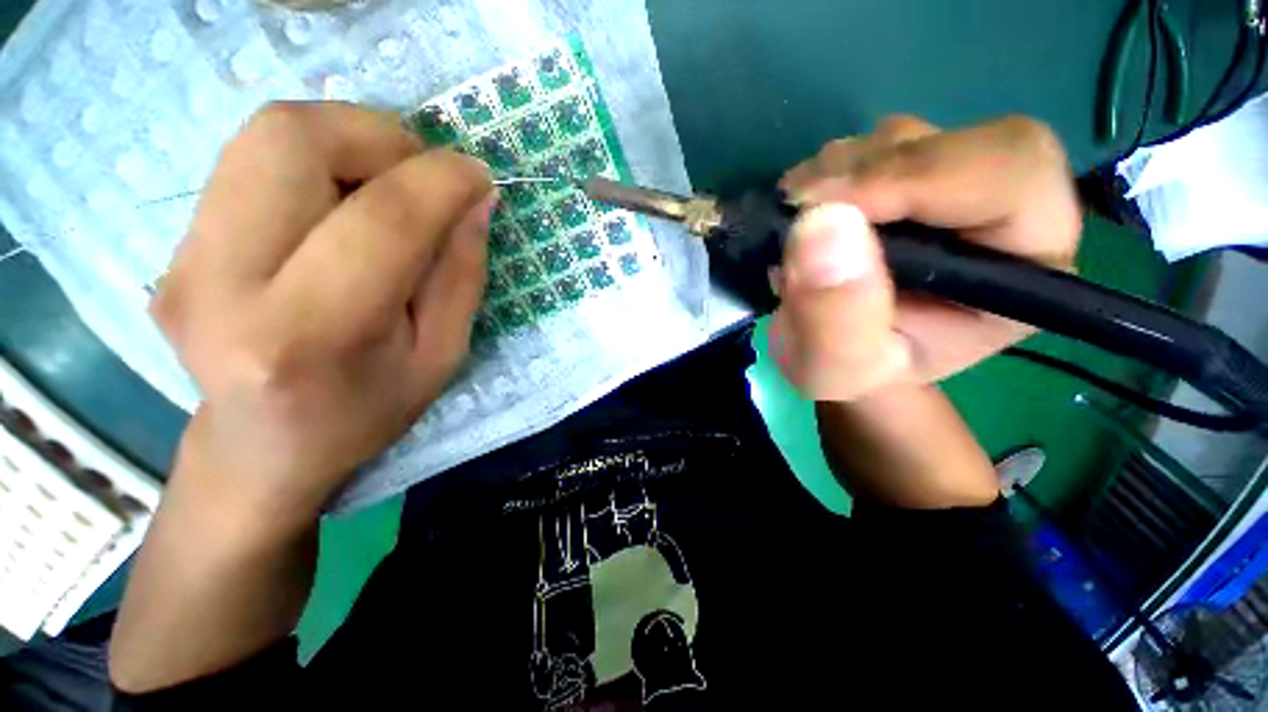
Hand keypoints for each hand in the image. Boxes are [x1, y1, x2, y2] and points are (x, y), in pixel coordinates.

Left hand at [152, 102, 495, 522]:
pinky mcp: (174, 246)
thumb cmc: (367, 412)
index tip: (478, 177)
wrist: (262, 447)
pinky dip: (316, 161)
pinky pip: (251, 162)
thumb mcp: (442, 356)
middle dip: (379, 136)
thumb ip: (461, 274)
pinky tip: (343, 205)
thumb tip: (476, 200)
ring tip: (387, 185)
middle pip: (291, 139)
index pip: (381, 220)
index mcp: (310, 333)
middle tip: (423, 174)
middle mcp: (223, 284)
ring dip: (347, 140)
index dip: (440, 181)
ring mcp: (183, 259)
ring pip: (265, 134)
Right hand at [772, 115, 1080, 401]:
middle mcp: (1004, 212)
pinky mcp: (909, 176)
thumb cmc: (851, 371)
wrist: (840, 354)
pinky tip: (804, 215)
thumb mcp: (836, 368)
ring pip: (903, 138)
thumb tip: (820, 225)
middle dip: (863, 175)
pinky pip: (868, 146)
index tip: (821, 208)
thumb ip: (835, 316)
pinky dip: (823, 173)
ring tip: (796, 228)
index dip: (916, 178)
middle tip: (796, 212)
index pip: (1009, 175)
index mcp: (1025, 269)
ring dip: (835, 174)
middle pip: (955, 143)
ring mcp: (953, 185)